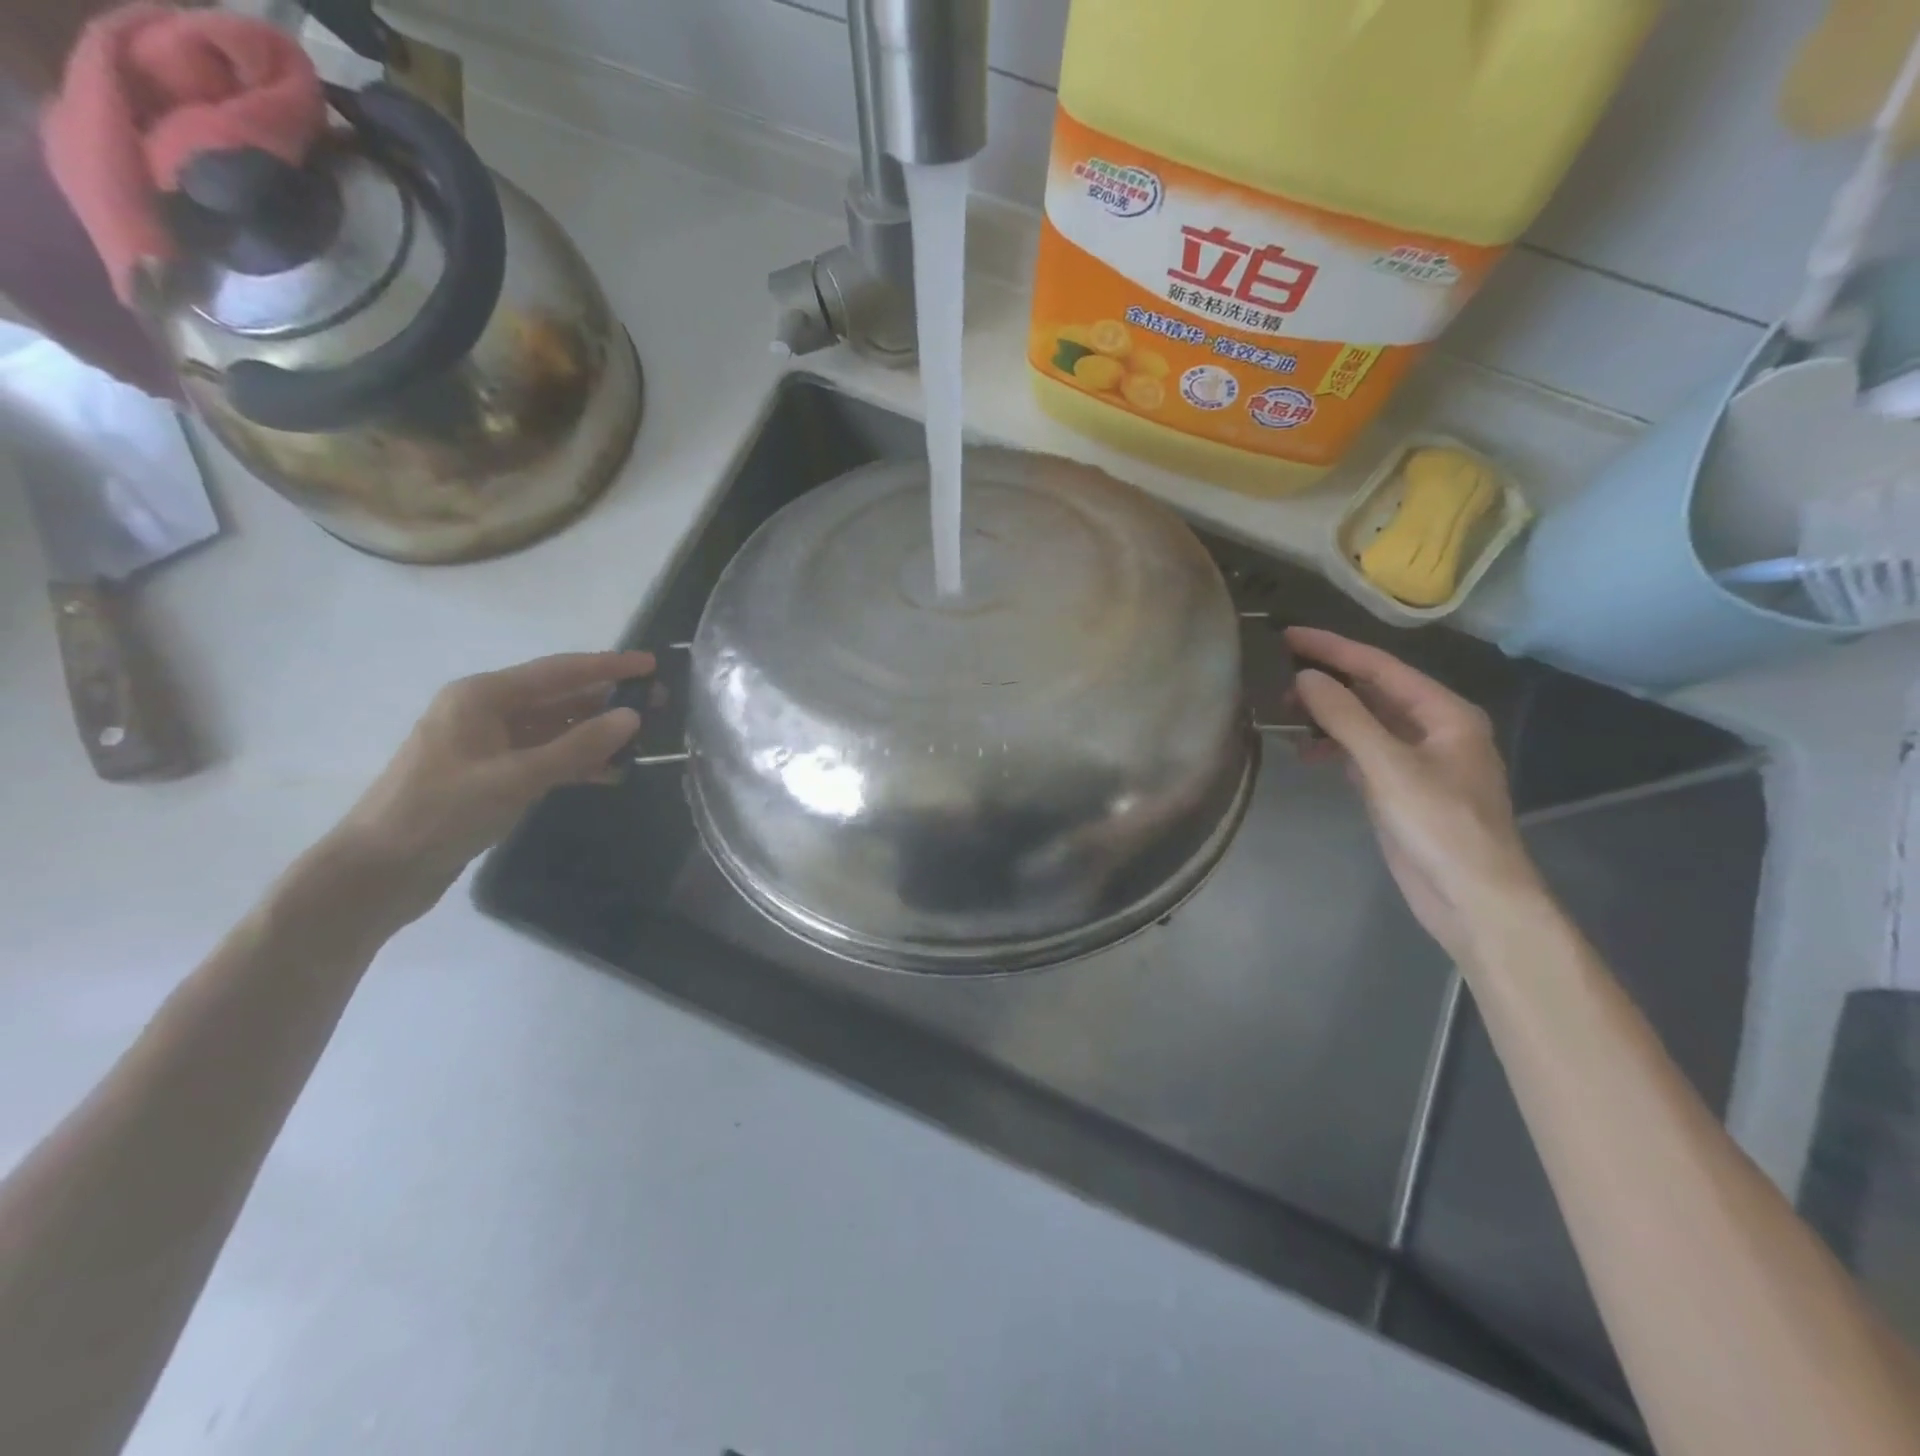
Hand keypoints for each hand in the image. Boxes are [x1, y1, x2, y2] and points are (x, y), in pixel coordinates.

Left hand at [327, 651, 652, 925]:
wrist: (378, 871)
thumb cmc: (441, 813)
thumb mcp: (515, 778)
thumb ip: (577, 747)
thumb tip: (632, 718)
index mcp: (482, 697)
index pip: (559, 672)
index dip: (608, 666)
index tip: (651, 664)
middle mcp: (486, 711)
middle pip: (559, 697)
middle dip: (607, 700)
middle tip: (657, 704)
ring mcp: (489, 744)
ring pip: (556, 729)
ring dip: (596, 734)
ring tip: (643, 739)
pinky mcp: (492, 775)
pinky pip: (546, 757)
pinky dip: (577, 762)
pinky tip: (611, 772)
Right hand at [1286, 628, 1542, 960]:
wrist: (1472, 898)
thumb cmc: (1440, 825)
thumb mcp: (1389, 766)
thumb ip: (1346, 717)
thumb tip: (1305, 677)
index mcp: (1445, 713)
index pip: (1381, 666)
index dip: (1333, 648)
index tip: (1287, 636)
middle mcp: (1433, 729)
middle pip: (1372, 691)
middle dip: (1327, 682)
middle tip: (1276, 678)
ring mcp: (1416, 760)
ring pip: (1364, 722)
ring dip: (1327, 715)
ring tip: (1284, 713)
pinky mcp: (1399, 788)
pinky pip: (1361, 752)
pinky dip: (1334, 747)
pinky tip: (1307, 751)